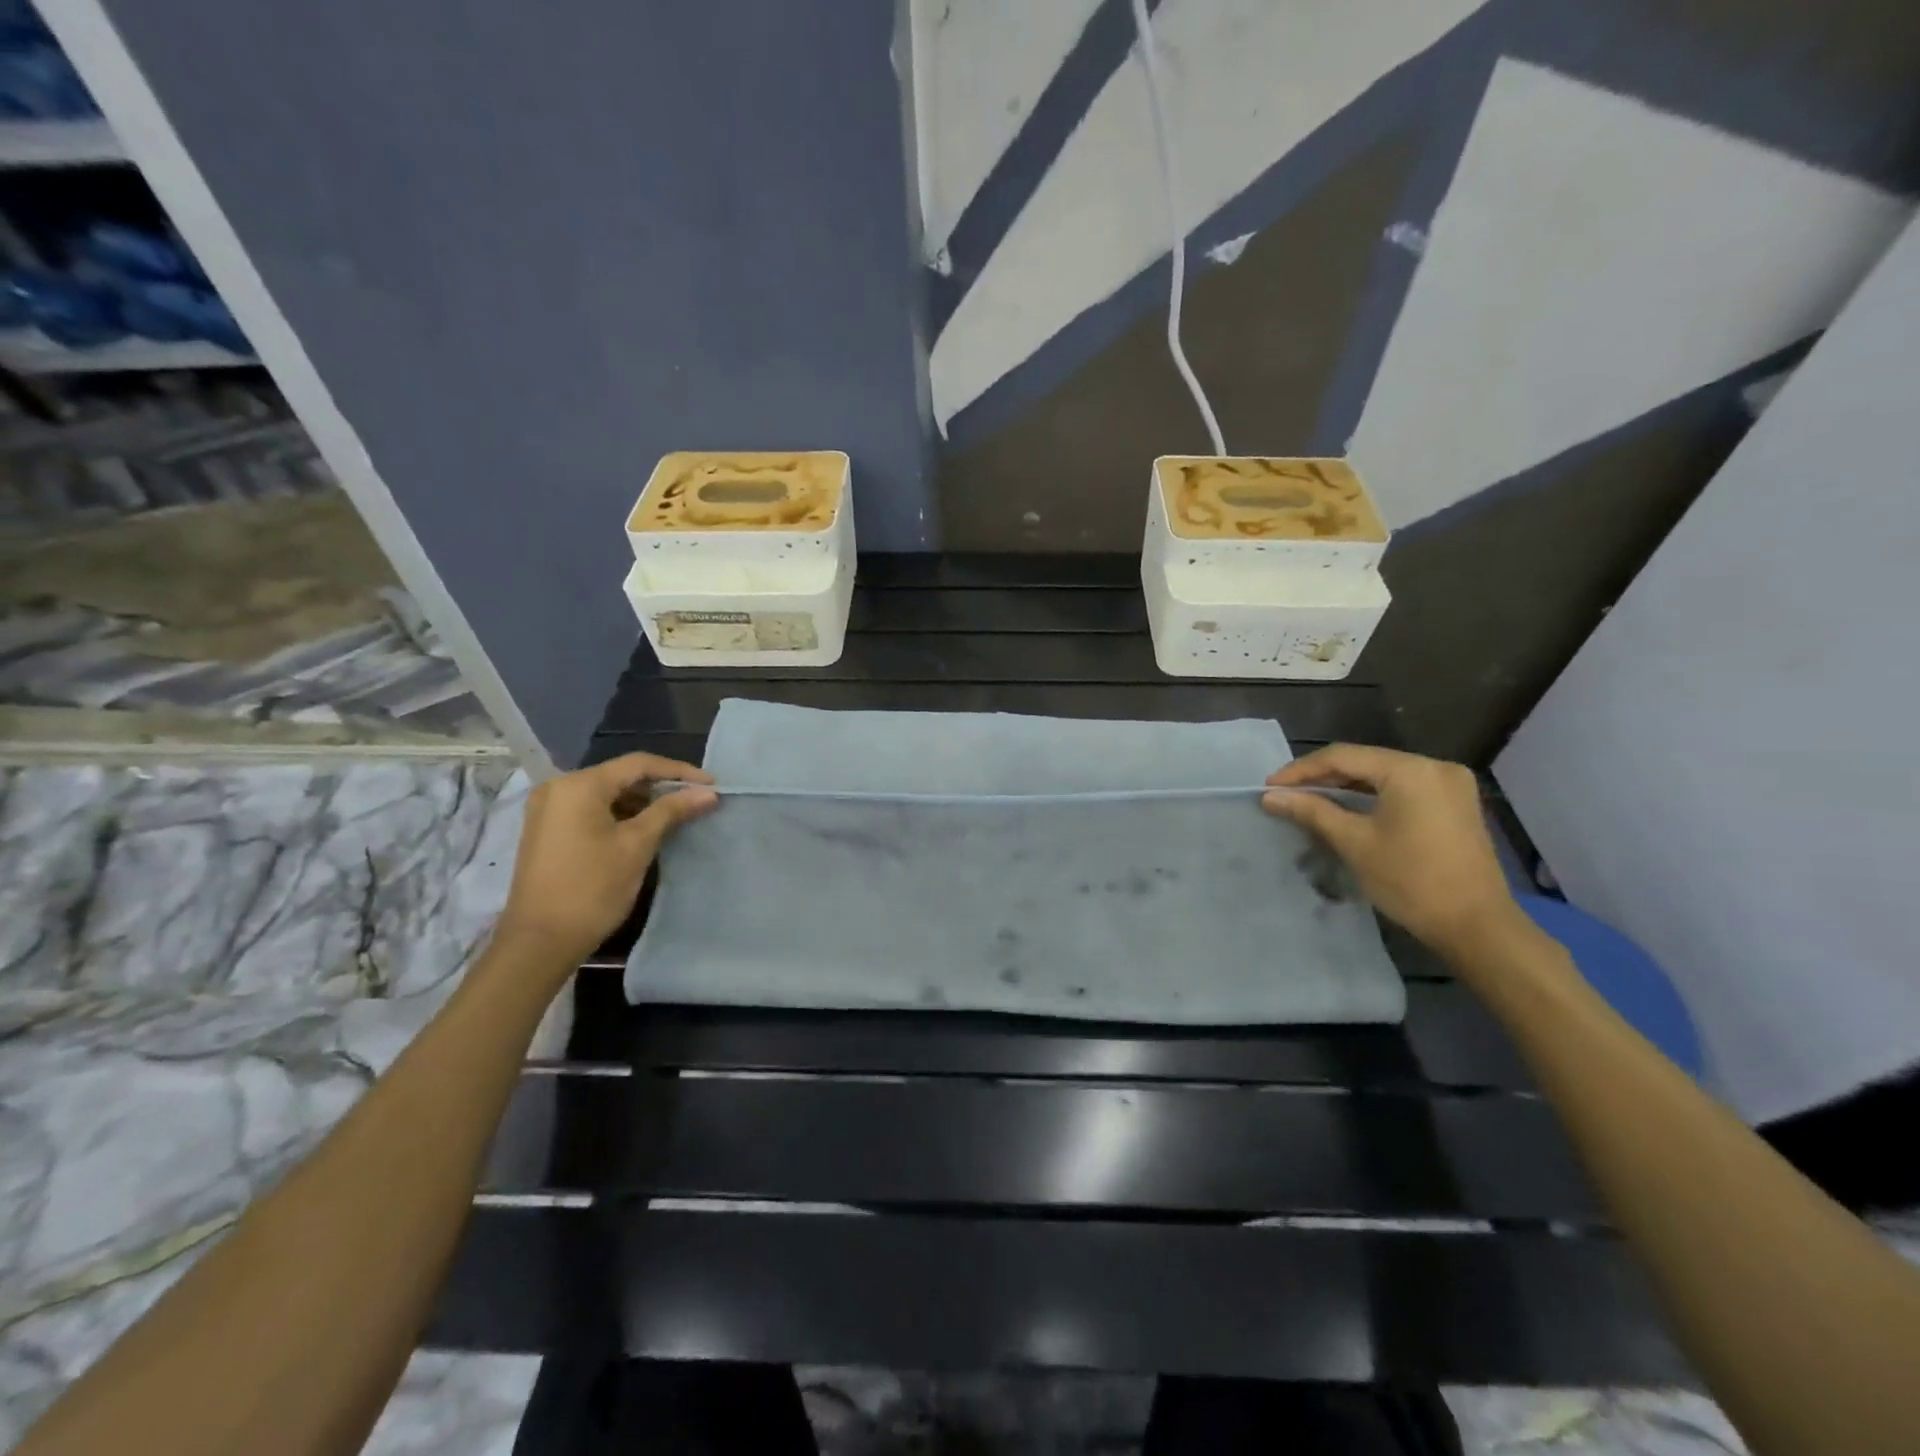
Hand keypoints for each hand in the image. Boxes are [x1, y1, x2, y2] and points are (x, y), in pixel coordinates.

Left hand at [494, 753, 716, 969]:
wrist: (540, 942)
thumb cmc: (592, 889)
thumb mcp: (637, 845)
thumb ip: (672, 811)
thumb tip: (708, 793)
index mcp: (579, 785)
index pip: (639, 764)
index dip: (679, 772)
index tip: (712, 785)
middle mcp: (559, 787)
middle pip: (621, 776)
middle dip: (661, 787)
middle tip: (697, 801)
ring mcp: (549, 809)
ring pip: (607, 793)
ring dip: (642, 802)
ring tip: (676, 816)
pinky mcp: (547, 830)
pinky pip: (592, 809)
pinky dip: (620, 815)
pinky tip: (644, 829)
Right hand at [1262, 744, 1516, 953]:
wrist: (1476, 926)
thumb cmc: (1410, 880)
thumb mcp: (1354, 843)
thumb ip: (1311, 811)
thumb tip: (1271, 797)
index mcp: (1410, 770)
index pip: (1343, 756)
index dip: (1301, 770)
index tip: (1270, 787)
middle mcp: (1434, 766)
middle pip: (1365, 762)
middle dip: (1323, 777)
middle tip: (1286, 794)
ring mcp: (1450, 785)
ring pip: (1383, 775)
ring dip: (1346, 787)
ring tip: (1310, 801)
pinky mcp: (1455, 804)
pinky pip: (1402, 788)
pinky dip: (1372, 797)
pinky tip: (1348, 809)